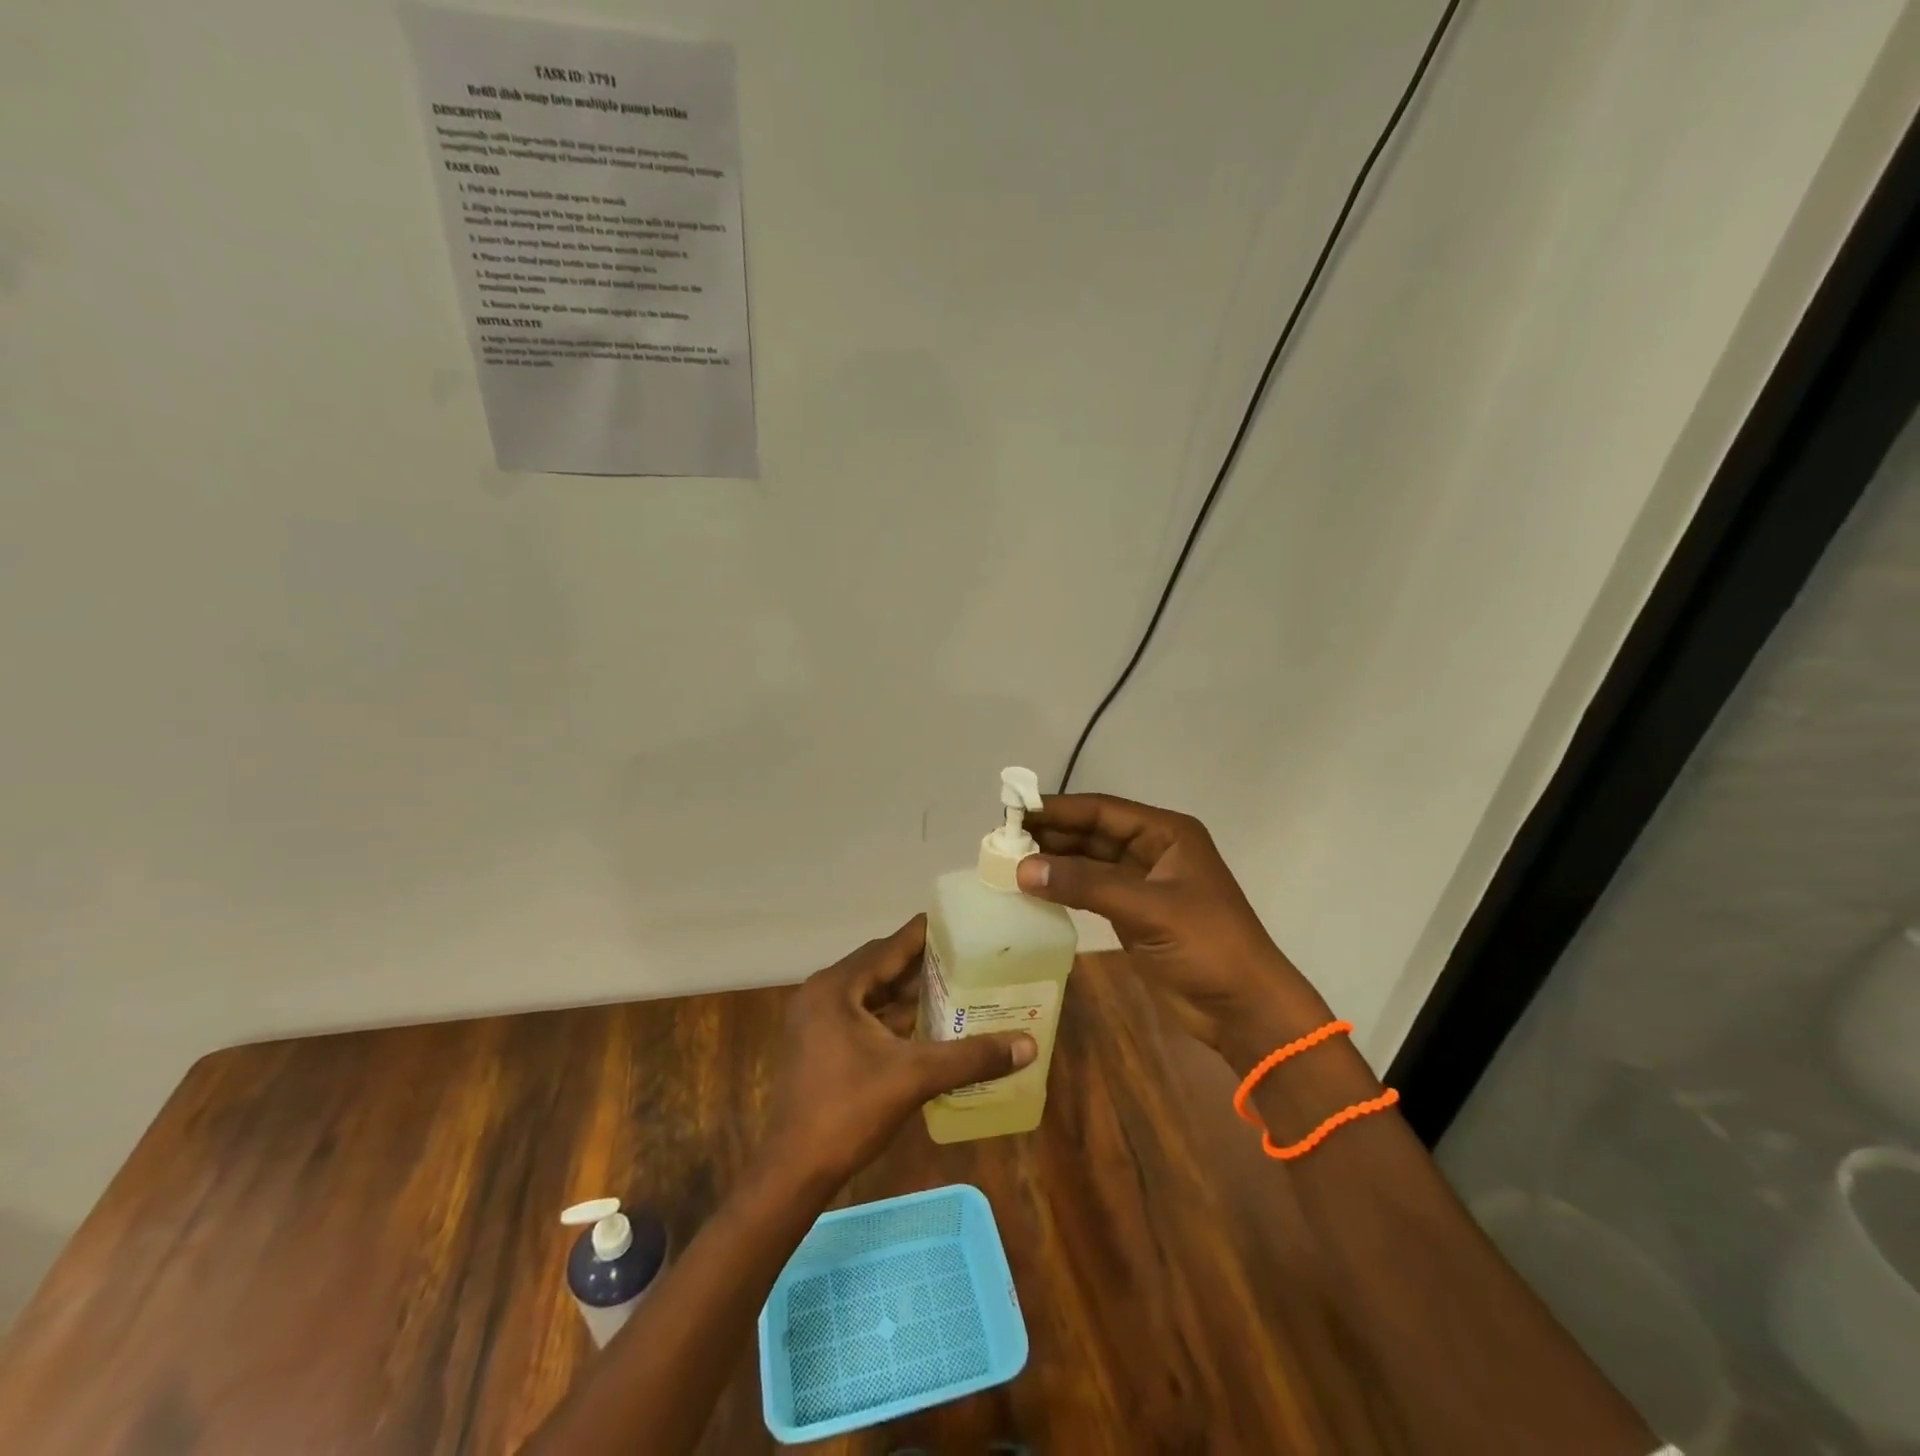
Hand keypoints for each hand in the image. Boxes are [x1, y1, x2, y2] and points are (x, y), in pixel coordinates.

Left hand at [764, 916, 1036, 1185]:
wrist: (793, 1171)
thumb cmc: (849, 1112)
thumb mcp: (915, 1077)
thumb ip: (971, 1057)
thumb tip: (1028, 1045)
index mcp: (837, 987)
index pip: (891, 946)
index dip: (927, 934)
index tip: (962, 923)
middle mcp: (822, 993)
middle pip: (880, 966)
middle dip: (922, 963)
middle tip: (966, 957)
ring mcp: (816, 1020)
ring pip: (871, 992)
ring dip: (907, 991)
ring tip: (954, 986)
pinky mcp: (818, 1044)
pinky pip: (862, 1015)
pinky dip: (891, 1016)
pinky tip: (924, 1023)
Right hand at [1014, 793, 1331, 1071]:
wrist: (1243, 1007)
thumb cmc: (1206, 945)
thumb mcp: (1147, 908)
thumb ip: (1085, 884)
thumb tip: (1022, 868)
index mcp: (1166, 833)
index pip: (1102, 810)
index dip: (1059, 809)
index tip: (1014, 811)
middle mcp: (1153, 850)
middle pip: (1093, 833)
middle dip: (1051, 834)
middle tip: (1003, 839)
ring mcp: (1142, 882)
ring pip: (1089, 861)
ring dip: (1054, 861)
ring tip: (1009, 861)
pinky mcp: (1133, 913)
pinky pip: (1091, 890)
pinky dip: (1064, 888)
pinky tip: (1034, 889)